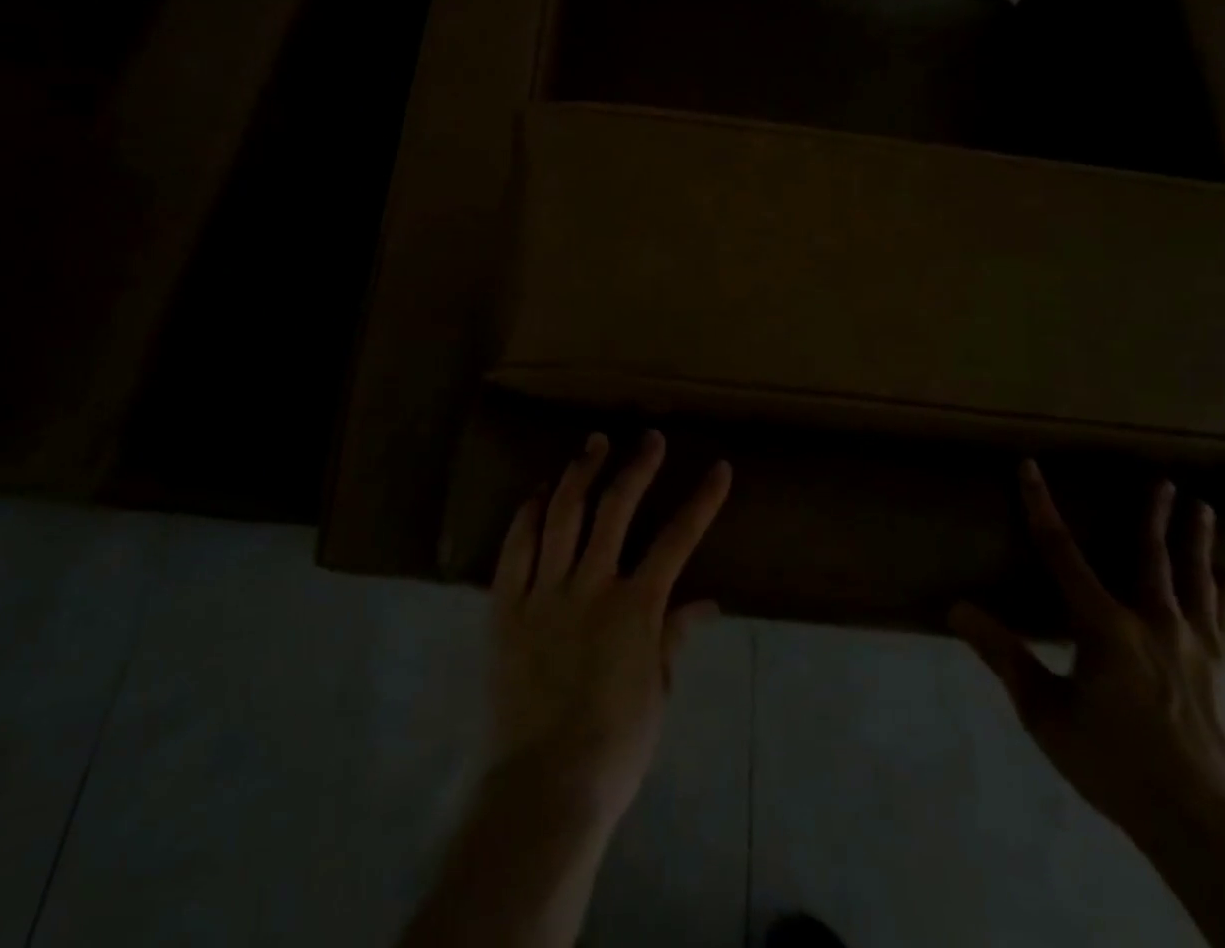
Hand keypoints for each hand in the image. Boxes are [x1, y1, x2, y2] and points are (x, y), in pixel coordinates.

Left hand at [486, 430, 731, 834]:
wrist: (542, 785)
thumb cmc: (613, 746)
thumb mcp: (657, 694)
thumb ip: (674, 639)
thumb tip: (706, 603)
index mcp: (635, 607)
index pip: (677, 539)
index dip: (702, 501)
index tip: (718, 468)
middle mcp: (591, 584)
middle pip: (616, 509)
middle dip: (637, 467)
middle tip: (648, 438)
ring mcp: (544, 589)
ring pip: (563, 514)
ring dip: (581, 473)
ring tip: (593, 444)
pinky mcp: (506, 603)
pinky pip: (516, 546)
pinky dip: (529, 513)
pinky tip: (539, 491)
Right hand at [948, 459, 1224, 844]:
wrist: (1211, 828)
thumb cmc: (1117, 764)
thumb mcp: (1046, 713)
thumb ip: (1004, 655)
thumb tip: (957, 608)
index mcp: (1104, 625)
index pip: (1061, 552)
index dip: (1040, 506)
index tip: (1029, 467)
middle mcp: (1153, 622)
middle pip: (1150, 556)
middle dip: (1153, 516)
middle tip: (1164, 481)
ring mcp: (1197, 646)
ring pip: (1195, 579)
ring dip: (1196, 541)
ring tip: (1204, 508)